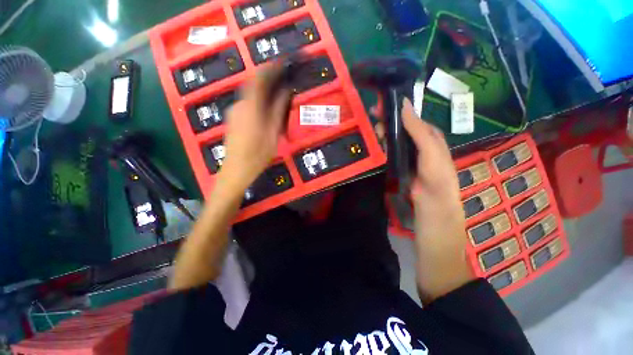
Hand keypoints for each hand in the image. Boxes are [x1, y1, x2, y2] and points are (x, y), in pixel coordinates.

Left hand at [218, 64, 290, 192]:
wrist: (236, 170)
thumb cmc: (257, 155)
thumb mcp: (272, 134)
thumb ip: (278, 111)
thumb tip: (285, 91)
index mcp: (250, 107)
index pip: (258, 78)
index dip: (270, 69)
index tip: (282, 64)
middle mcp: (239, 105)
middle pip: (254, 86)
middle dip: (269, 82)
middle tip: (284, 84)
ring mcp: (234, 112)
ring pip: (251, 96)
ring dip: (264, 94)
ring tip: (278, 98)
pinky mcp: (233, 119)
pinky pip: (247, 104)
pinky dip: (258, 103)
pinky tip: (267, 112)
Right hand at [401, 98, 474, 302]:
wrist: (438, 256)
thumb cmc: (438, 230)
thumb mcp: (435, 197)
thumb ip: (430, 165)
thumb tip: (419, 141)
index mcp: (442, 169)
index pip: (429, 137)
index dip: (414, 119)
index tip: (397, 104)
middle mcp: (436, 168)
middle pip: (423, 138)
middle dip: (405, 123)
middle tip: (382, 115)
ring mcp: (425, 177)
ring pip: (415, 148)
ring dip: (399, 135)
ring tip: (381, 128)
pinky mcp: (416, 186)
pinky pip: (407, 162)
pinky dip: (396, 150)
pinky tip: (385, 150)